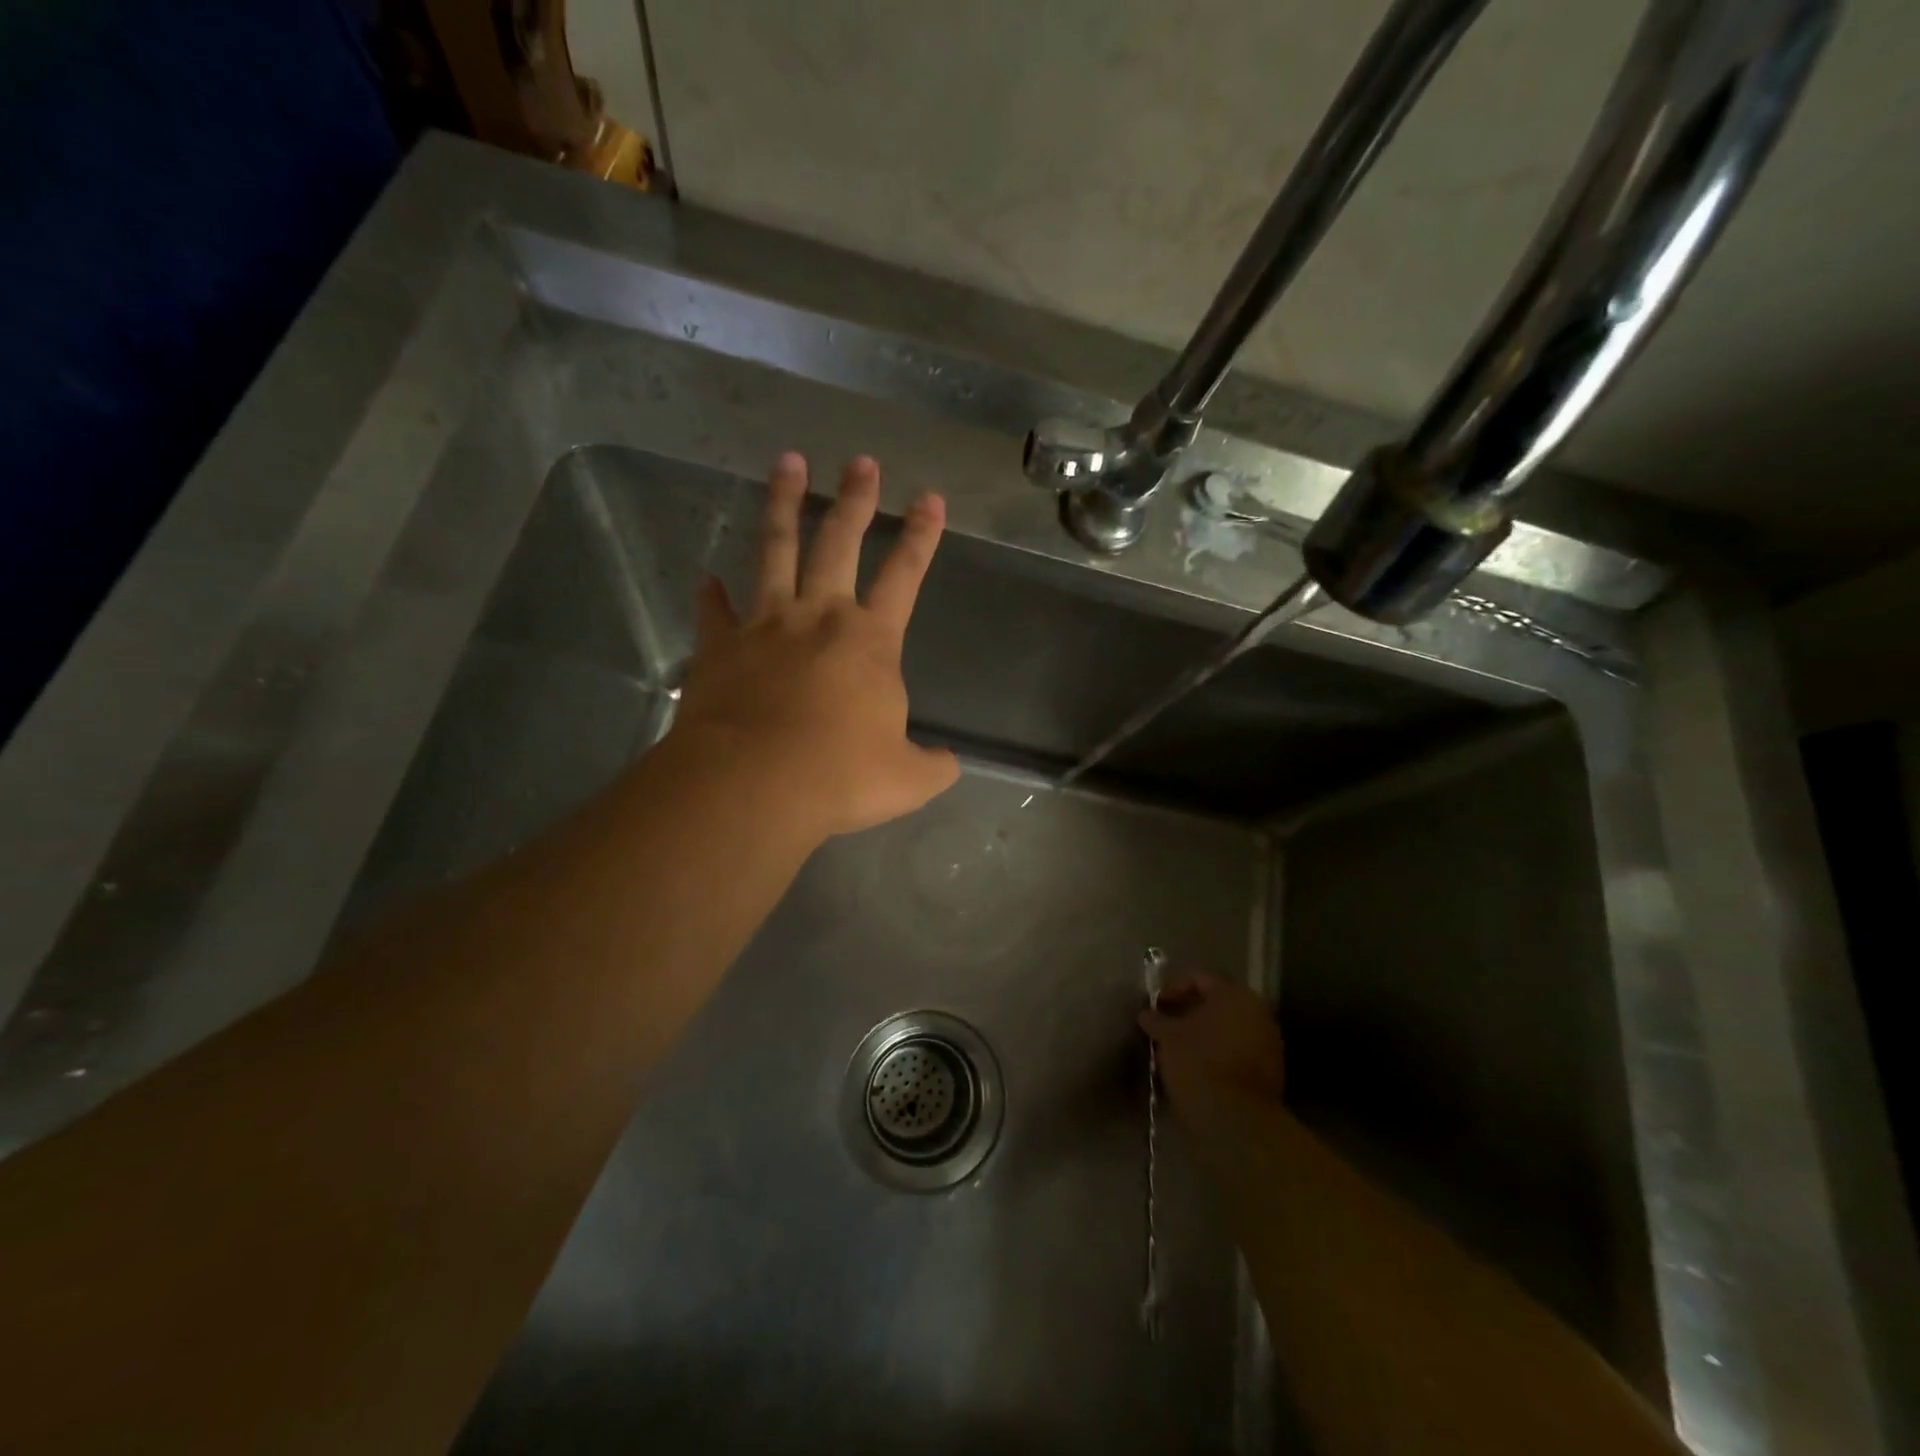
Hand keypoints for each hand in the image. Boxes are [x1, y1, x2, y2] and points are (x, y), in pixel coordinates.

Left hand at [670, 452, 959, 839]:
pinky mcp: (720, 648)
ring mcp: (765, 626)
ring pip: (775, 550)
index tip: (930, 498)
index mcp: (870, 641)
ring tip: (787, 463)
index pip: (904, 576)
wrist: (754, 784)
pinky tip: (706, 579)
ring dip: (783, 505)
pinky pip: (715, 612)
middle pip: (839, 542)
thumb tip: (947, 763)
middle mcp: (819, 617)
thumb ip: (933, 766)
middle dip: (855, 499)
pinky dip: (711, 595)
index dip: (921, 537)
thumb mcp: (907, 780)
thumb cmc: (839, 776)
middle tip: (860, 461)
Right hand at [1140, 973, 1285, 1114]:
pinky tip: (1201, 1066)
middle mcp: (1258, 1011)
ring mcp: (1269, 1041)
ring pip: (1230, 1026)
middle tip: (1167, 1024)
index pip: (1200, 978)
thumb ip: (1157, 1020)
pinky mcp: (1272, 1070)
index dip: (1173, 988)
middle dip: (1191, 1011)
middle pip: (1218, 1002)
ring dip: (1206, 1032)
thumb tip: (1146, 1014)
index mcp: (1234, 994)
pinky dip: (1220, 1051)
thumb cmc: (1199, 1064)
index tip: (1156, 1006)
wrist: (1237, 1120)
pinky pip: (1240, 1049)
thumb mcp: (1168, 1038)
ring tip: (1181, 1048)